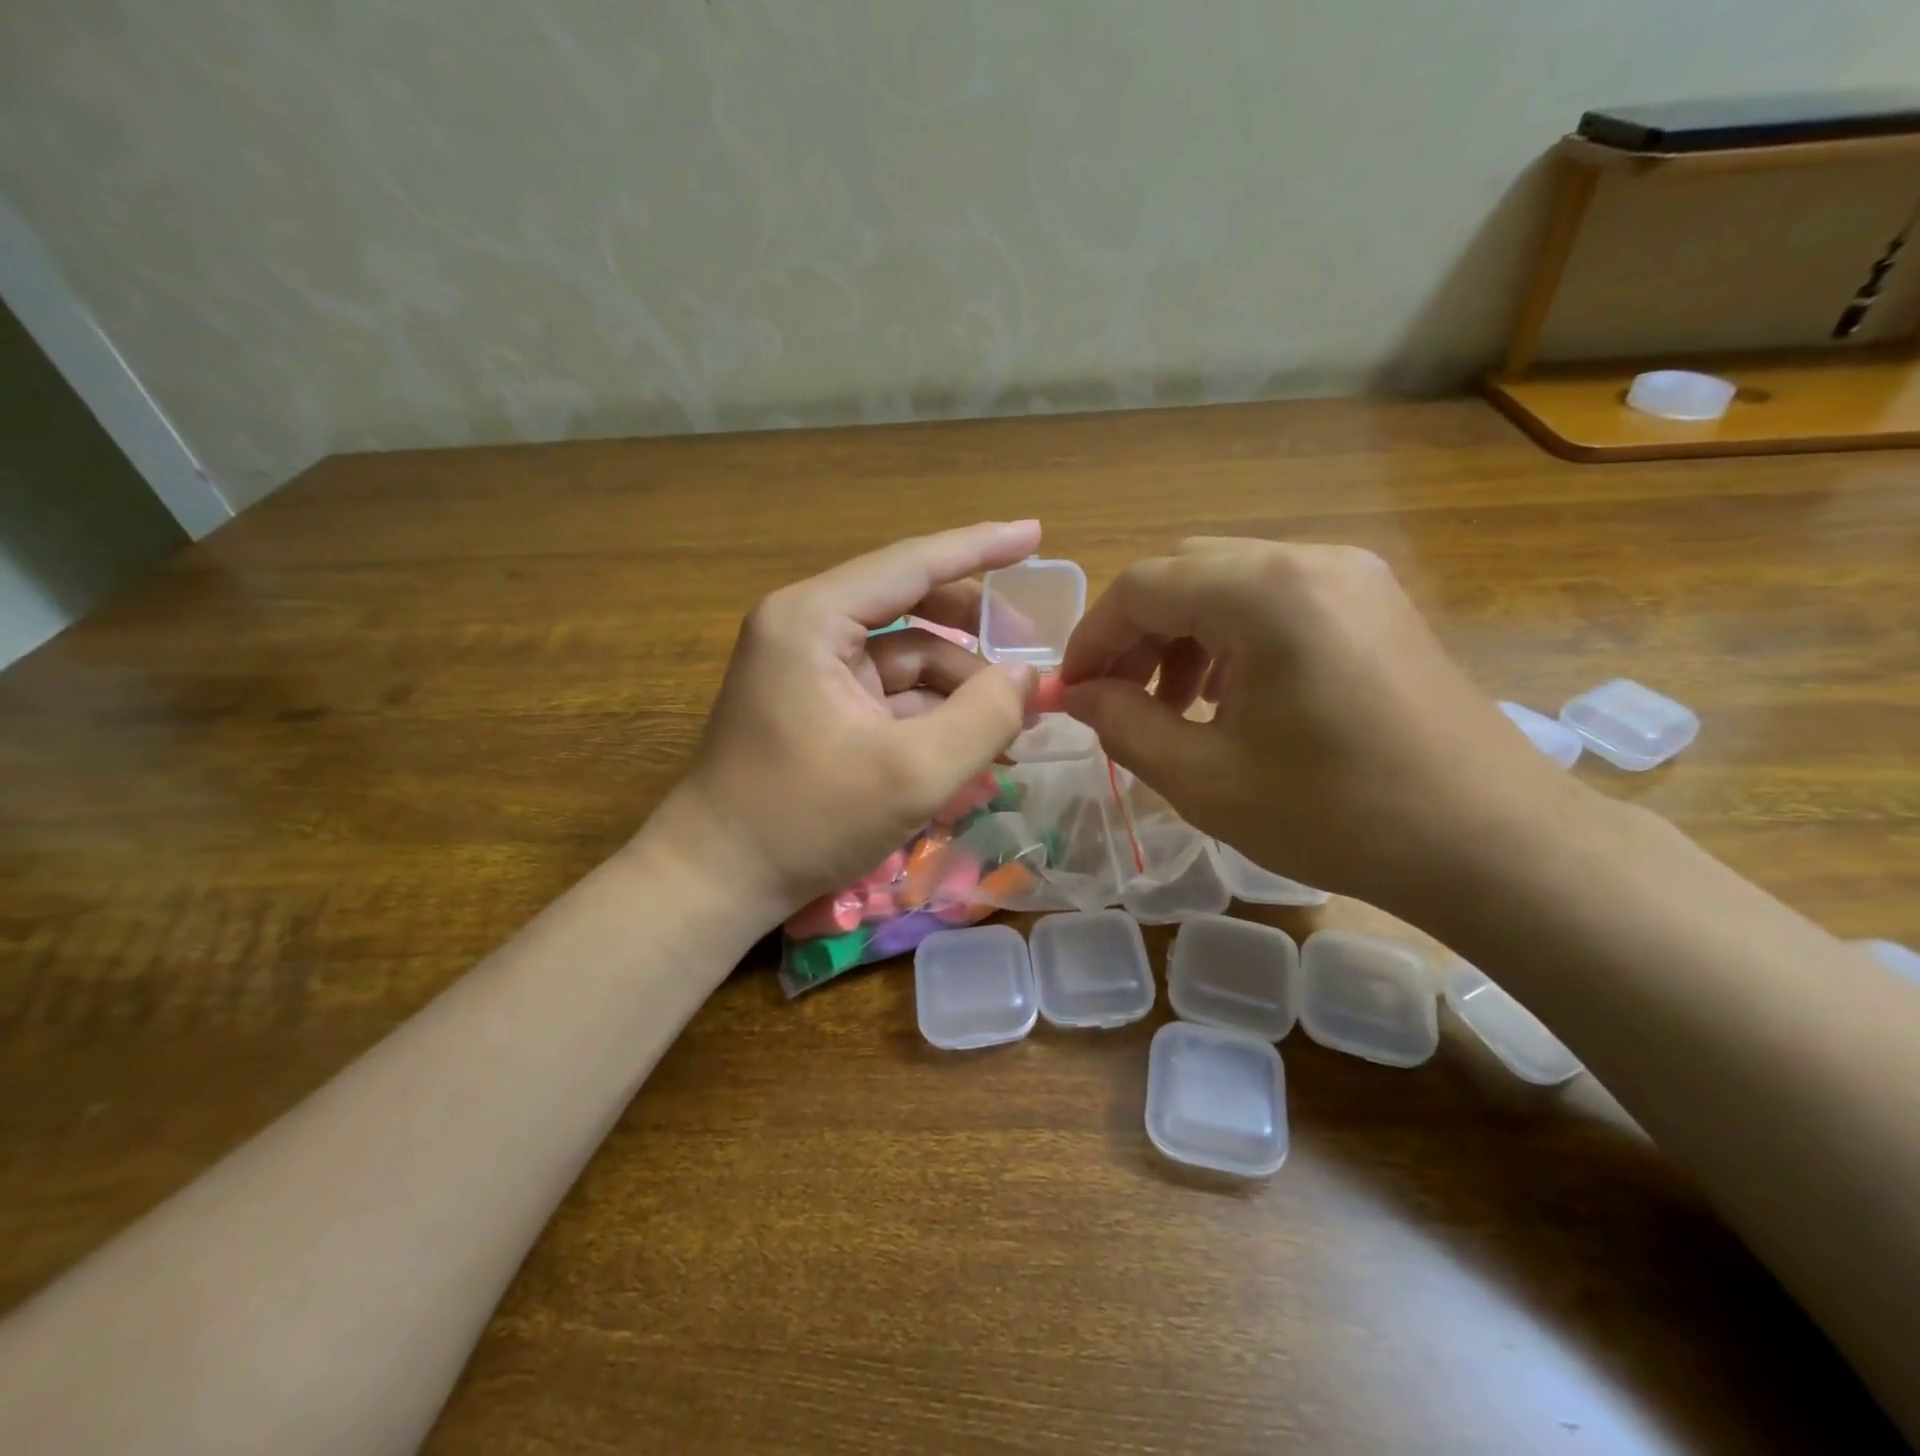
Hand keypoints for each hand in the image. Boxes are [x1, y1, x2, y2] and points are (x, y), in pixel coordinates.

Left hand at [668, 522, 1041, 921]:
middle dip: (974, 635)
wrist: (717, 879)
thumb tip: (1029, 677)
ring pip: (905, 658)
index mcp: (814, 619)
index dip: (980, 547)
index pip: (912, 564)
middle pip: (911, 607)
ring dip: (959, 687)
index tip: (1036, 533)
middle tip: (1032, 654)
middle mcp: (807, 628)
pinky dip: (932, 714)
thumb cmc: (806, 819)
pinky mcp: (818, 706)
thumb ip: (984, 718)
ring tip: (1013, 726)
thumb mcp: (913, 774)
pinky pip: (889, 694)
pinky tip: (973, 746)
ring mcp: (811, 669)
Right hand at [1058, 538, 1585, 911]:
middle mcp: (1309, 560)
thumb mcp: (1205, 778)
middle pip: (1185, 572)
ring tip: (1174, 707)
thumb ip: (1123, 725)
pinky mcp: (1376, 603)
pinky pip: (1277, 600)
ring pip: (1230, 582)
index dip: (1093, 638)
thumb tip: (1076, 696)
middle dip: (1137, 634)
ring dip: (1183, 635)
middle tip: (1118, 700)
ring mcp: (1351, 576)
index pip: (1142, 586)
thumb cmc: (1337, 814)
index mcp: (1265, 592)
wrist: (1493, 844)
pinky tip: (1232, 699)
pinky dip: (1232, 638)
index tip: (1072, 693)